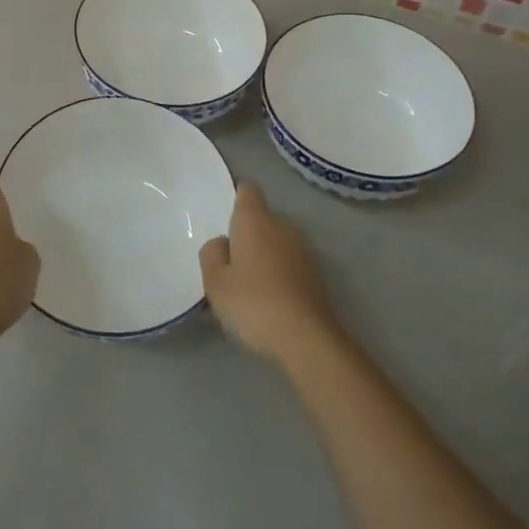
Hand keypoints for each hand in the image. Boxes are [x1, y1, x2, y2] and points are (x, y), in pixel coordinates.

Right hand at [200, 181, 340, 362]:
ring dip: (263, 254)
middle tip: (228, 260)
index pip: (248, 190)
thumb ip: (212, 254)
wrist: (307, 338)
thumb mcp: (215, 282)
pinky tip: (267, 299)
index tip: (225, 212)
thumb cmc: (253, 303)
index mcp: (255, 220)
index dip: (237, 194)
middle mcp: (283, 226)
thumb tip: (222, 242)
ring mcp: (304, 250)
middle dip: (246, 232)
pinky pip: (289, 263)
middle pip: (262, 218)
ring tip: (246, 283)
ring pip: (276, 241)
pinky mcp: (316, 275)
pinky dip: (278, 273)